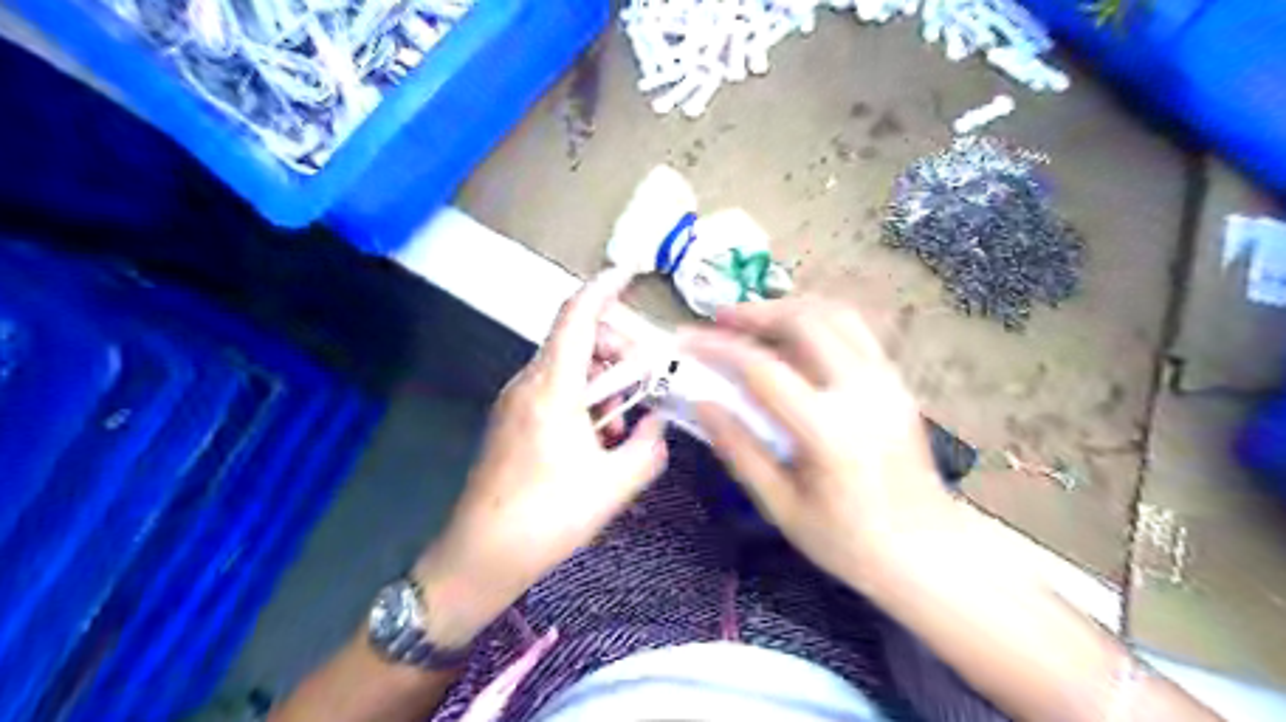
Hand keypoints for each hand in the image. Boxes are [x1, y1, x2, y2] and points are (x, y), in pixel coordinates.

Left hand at [415, 271, 672, 648]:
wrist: (480, 556)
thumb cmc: (547, 517)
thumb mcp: (614, 484)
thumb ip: (649, 446)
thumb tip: (659, 425)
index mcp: (552, 387)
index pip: (577, 316)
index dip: (604, 287)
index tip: (631, 272)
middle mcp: (529, 382)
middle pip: (577, 337)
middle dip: (618, 346)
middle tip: (647, 378)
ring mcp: (515, 401)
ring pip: (568, 364)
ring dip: (604, 378)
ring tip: (627, 420)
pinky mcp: (512, 420)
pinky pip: (555, 389)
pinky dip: (585, 397)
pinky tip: (600, 436)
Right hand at [689, 296, 959, 588]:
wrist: (927, 551)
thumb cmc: (848, 541)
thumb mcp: (781, 506)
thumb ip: (739, 450)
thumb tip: (703, 403)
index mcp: (828, 430)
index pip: (763, 369)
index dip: (718, 349)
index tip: (686, 342)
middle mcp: (862, 391)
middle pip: (803, 322)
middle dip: (754, 312)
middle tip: (719, 320)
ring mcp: (886, 380)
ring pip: (835, 314)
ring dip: (788, 308)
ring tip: (753, 320)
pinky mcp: (897, 381)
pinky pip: (855, 330)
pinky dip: (817, 320)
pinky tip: (793, 336)